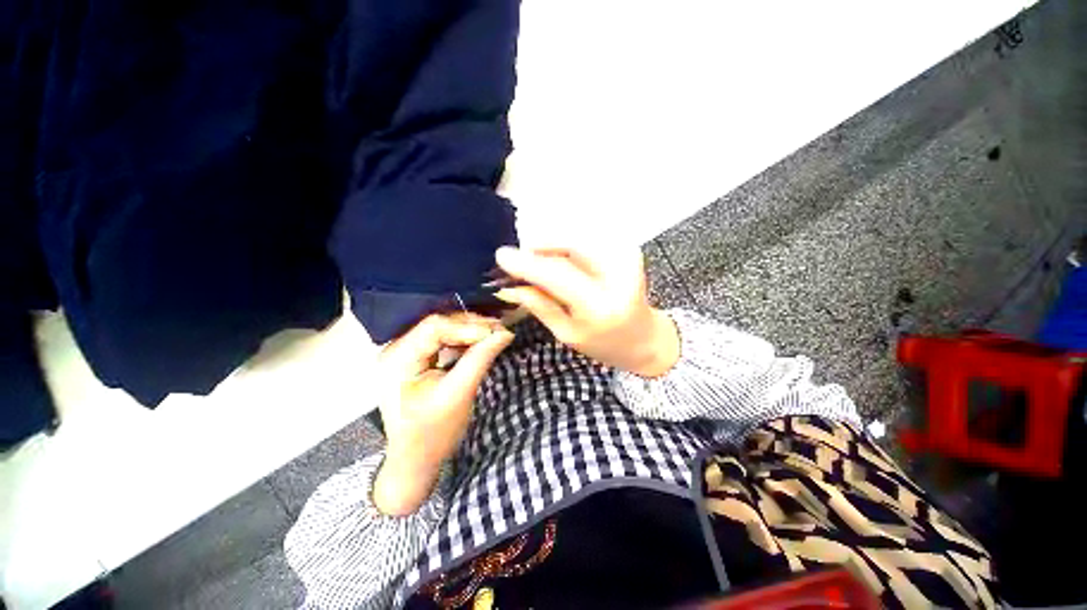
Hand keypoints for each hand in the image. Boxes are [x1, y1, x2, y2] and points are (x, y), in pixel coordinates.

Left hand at [373, 313, 513, 515]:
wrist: (416, 459)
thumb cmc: (433, 433)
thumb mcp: (458, 395)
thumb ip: (480, 359)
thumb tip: (505, 333)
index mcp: (397, 360)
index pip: (434, 328)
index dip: (468, 326)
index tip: (497, 332)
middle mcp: (396, 349)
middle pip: (438, 324)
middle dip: (472, 326)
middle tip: (500, 329)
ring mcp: (405, 351)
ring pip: (443, 328)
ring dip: (470, 330)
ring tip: (495, 332)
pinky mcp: (417, 356)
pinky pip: (443, 338)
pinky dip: (465, 338)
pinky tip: (481, 340)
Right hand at [494, 246, 679, 377]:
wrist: (645, 339)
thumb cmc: (604, 344)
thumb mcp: (567, 334)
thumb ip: (540, 305)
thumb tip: (511, 284)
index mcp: (601, 306)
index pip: (558, 275)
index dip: (527, 263)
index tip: (501, 255)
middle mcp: (618, 274)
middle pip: (569, 245)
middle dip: (540, 248)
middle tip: (521, 261)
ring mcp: (627, 257)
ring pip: (577, 239)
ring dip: (552, 247)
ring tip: (540, 265)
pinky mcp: (628, 249)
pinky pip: (588, 241)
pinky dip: (568, 248)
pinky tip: (561, 263)